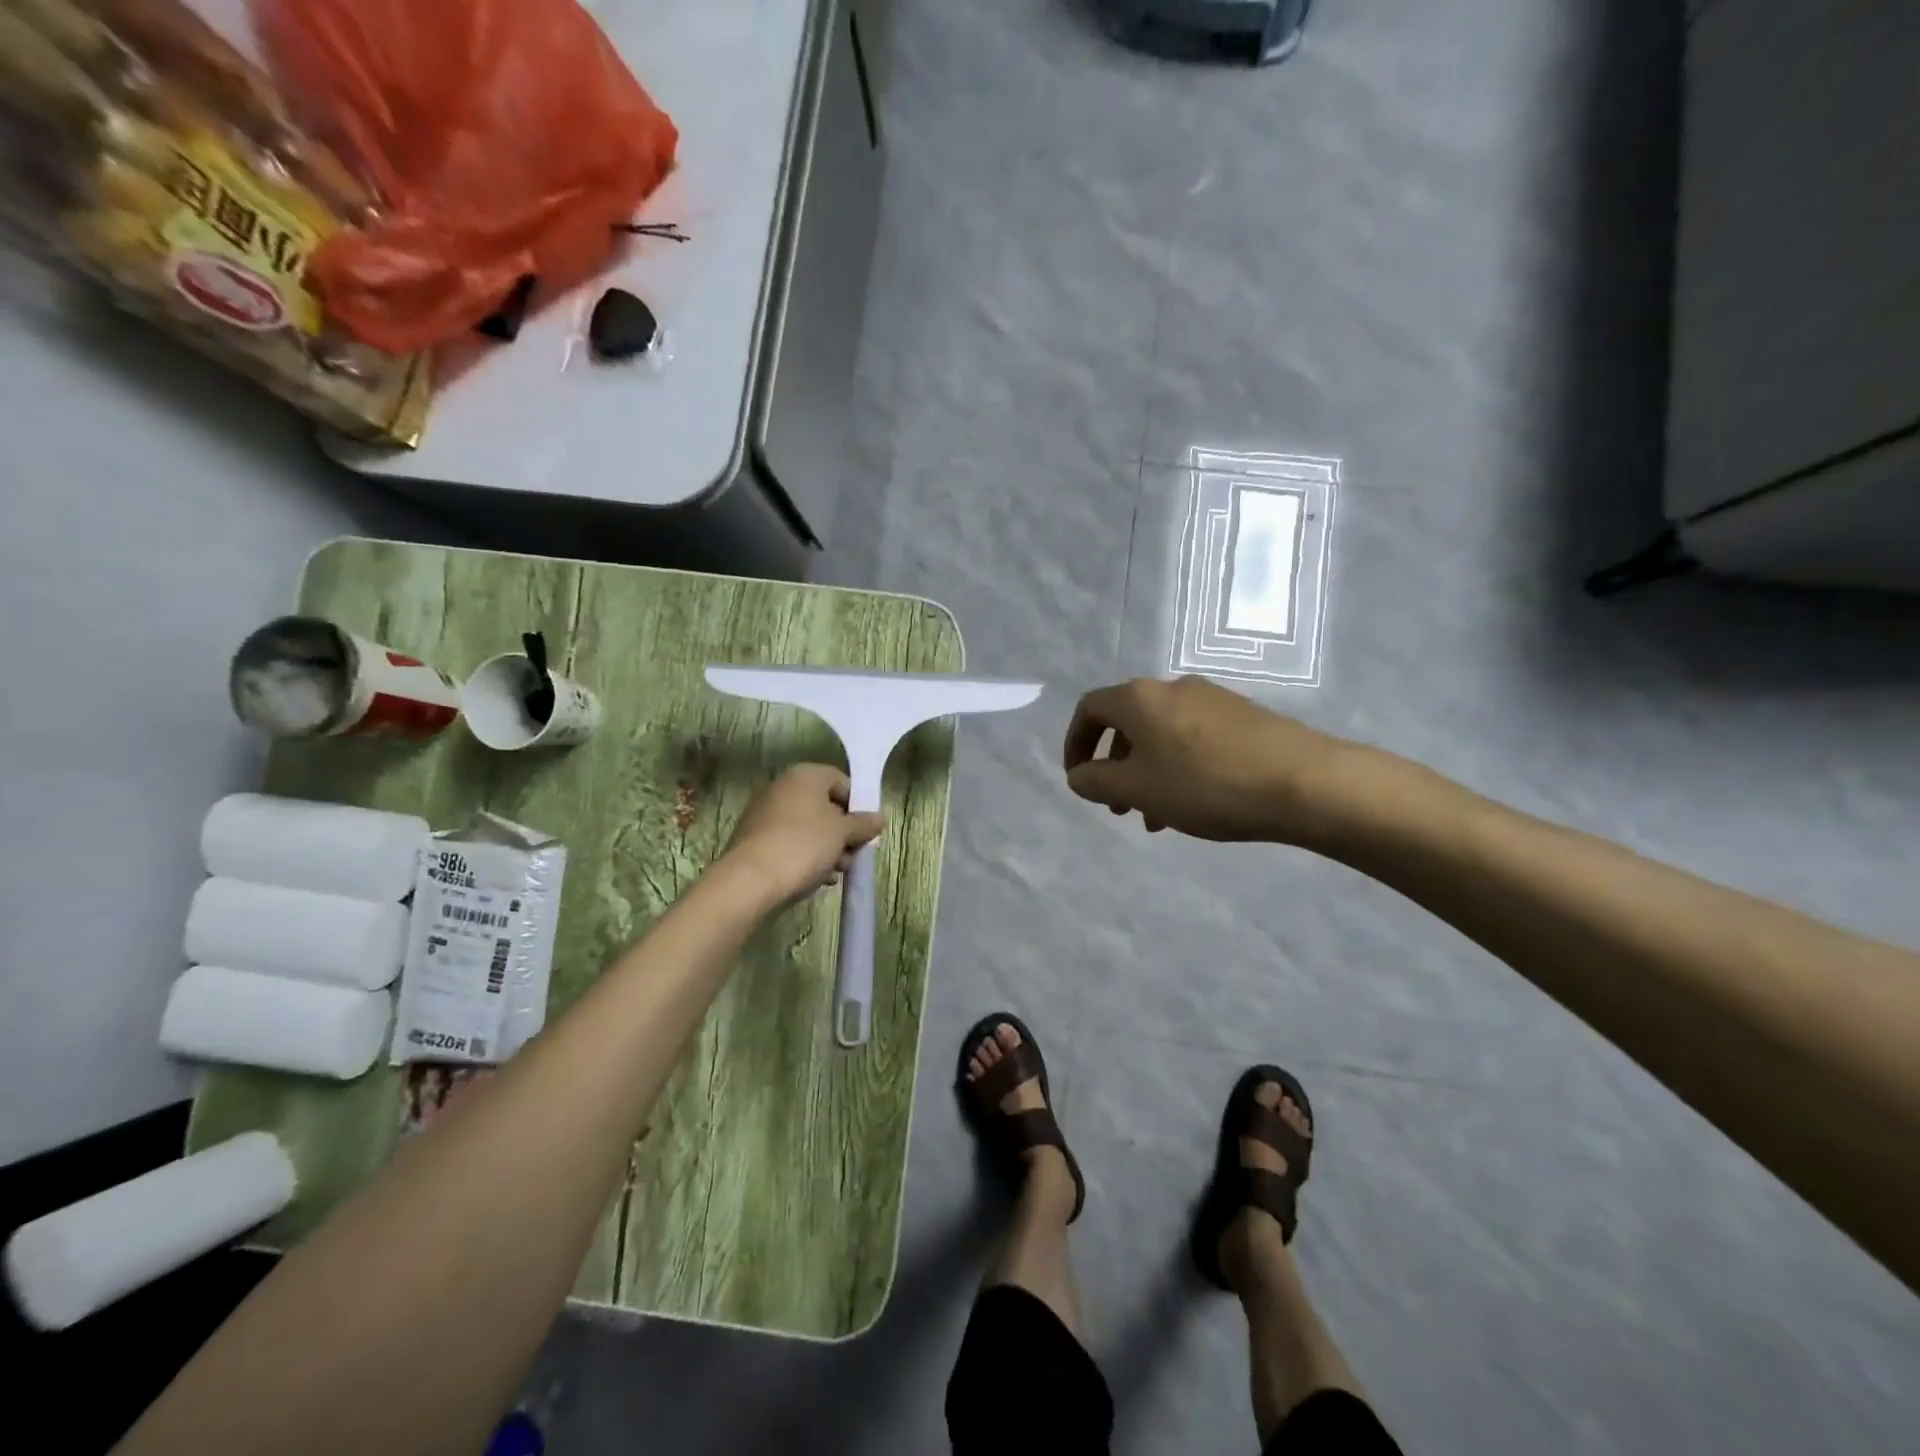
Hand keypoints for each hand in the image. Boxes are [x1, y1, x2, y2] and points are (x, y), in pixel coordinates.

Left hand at [720, 764, 885, 905]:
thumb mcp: (842, 834)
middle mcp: (782, 787)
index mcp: (805, 776)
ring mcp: (764, 813)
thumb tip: (878, 818)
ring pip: (807, 827)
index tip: (864, 831)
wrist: (750, 880)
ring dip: (826, 848)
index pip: (841, 782)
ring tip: (835, 873)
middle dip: (842, 832)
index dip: (857, 806)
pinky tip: (815, 878)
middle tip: (852, 856)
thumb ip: (863, 824)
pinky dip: (804, 856)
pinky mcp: (753, 838)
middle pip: (824, 806)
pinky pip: (788, 842)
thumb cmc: (803, 845)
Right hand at [1062, 676, 1361, 844]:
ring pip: (1161, 735)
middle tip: (1118, 806)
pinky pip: (1193, 738)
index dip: (1076, 743)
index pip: (1090, 709)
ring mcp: (1211, 699)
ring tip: (1156, 817)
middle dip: (1114, 766)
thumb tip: (1079, 775)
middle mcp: (1172, 688)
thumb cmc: (1206, 784)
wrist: (1304, 782)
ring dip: (1147, 772)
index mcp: (1139, 698)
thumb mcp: (1138, 790)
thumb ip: (1097, 782)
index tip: (1079, 779)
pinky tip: (1195, 803)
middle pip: (1127, 723)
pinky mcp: (1242, 716)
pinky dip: (1178, 767)